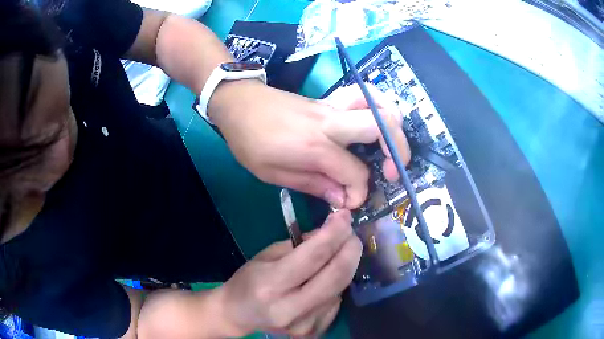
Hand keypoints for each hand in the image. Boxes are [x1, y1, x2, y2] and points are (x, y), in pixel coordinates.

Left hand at [209, 80, 409, 208]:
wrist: (238, 103)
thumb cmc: (249, 140)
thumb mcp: (273, 173)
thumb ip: (312, 184)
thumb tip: (342, 198)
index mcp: (315, 146)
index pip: (355, 173)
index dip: (358, 194)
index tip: (349, 203)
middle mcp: (331, 122)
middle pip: (382, 125)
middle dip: (397, 152)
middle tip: (392, 173)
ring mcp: (333, 106)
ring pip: (378, 102)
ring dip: (394, 124)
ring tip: (393, 146)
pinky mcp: (330, 100)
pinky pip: (363, 96)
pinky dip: (379, 106)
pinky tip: (378, 121)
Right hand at [214, 210, 361, 337]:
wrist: (239, 315)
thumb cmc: (248, 281)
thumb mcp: (267, 255)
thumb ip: (300, 245)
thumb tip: (331, 233)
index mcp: (270, 285)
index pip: (313, 256)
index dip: (334, 233)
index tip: (345, 216)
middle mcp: (290, 309)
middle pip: (336, 275)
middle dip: (351, 249)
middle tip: (351, 233)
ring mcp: (305, 325)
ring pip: (340, 288)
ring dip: (346, 265)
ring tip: (341, 251)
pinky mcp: (314, 331)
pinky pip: (336, 302)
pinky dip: (337, 284)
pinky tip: (328, 277)